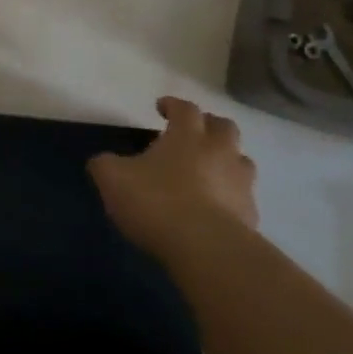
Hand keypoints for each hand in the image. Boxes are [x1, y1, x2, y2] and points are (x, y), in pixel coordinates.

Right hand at [88, 96, 257, 260]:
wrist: (207, 249)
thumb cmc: (157, 203)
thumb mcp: (113, 180)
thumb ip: (105, 165)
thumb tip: (102, 161)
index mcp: (187, 135)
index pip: (185, 108)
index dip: (173, 105)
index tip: (161, 107)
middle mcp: (220, 151)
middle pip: (223, 126)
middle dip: (209, 125)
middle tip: (194, 133)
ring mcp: (240, 183)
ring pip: (241, 160)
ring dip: (226, 160)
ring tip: (209, 171)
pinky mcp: (251, 214)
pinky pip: (243, 197)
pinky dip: (231, 197)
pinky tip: (216, 209)